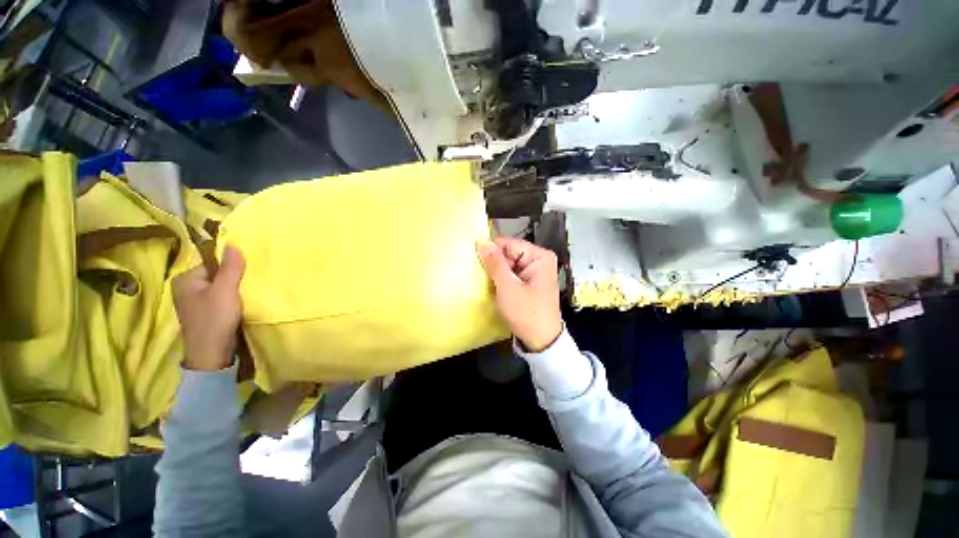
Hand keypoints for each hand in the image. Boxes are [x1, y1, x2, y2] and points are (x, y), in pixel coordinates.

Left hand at [173, 246, 244, 370]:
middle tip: (246, 287)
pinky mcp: (203, 313)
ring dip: (233, 290)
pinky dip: (230, 299)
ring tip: (244, 297)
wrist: (211, 354)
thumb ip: (230, 268)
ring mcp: (193, 302)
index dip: (230, 268)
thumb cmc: (215, 319)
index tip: (244, 276)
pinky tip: (238, 306)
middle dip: (232, 279)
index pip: (211, 263)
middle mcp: (185, 288)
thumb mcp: (225, 290)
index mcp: (185, 279)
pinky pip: (219, 298)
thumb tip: (233, 244)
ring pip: (218, 287)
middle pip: (215, 275)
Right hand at [476, 237, 562, 351]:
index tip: (473, 257)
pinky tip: (493, 286)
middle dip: (494, 262)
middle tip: (478, 272)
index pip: (509, 243)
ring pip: (508, 264)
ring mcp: (535, 271)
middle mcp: (539, 260)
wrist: (541, 341)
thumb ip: (495, 263)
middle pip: (509, 253)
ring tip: (483, 280)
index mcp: (539, 256)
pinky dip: (501, 279)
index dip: (491, 249)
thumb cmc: (527, 313)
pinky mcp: (530, 282)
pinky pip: (512, 274)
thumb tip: (482, 242)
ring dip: (496, 272)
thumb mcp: (508, 287)